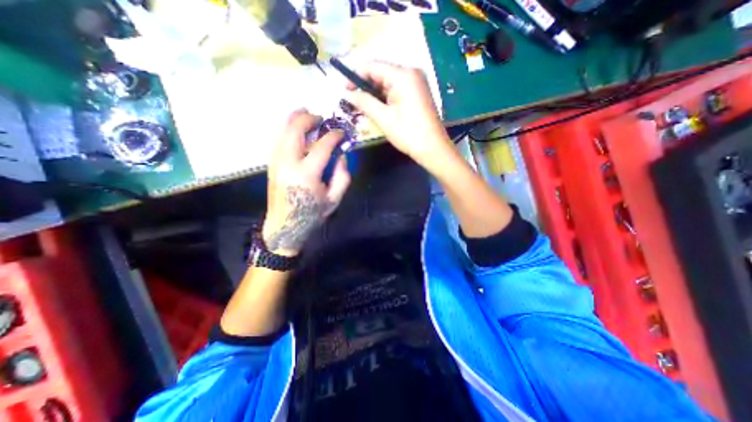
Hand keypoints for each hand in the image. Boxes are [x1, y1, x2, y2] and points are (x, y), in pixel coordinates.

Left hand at [262, 109, 352, 256]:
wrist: (284, 226)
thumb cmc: (312, 214)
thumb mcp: (334, 199)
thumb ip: (342, 177)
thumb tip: (341, 156)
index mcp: (307, 174)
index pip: (321, 146)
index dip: (333, 136)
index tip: (341, 133)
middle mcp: (288, 163)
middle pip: (295, 129)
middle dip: (308, 118)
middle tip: (320, 118)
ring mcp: (276, 162)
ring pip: (282, 130)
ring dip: (294, 119)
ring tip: (306, 114)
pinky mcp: (271, 164)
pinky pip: (278, 139)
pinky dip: (287, 129)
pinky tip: (295, 128)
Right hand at [344, 63, 451, 166]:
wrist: (433, 148)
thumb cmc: (408, 133)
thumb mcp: (383, 118)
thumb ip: (364, 102)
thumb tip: (347, 94)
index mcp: (403, 75)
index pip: (372, 66)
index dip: (355, 76)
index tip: (345, 91)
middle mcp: (411, 73)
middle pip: (381, 73)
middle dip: (365, 86)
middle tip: (354, 102)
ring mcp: (417, 83)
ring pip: (388, 82)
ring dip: (375, 93)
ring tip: (364, 108)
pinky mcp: (418, 93)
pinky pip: (397, 89)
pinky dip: (386, 97)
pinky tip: (379, 108)